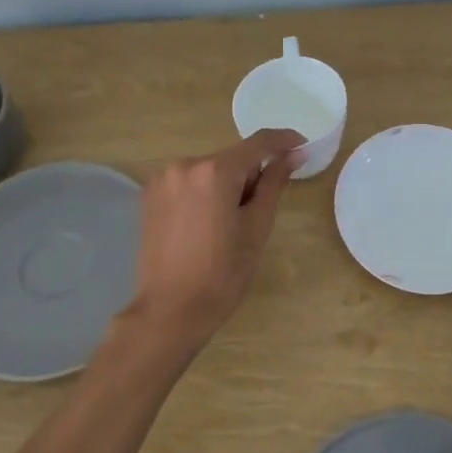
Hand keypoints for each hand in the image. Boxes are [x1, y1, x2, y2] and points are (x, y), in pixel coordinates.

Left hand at [128, 128, 305, 349]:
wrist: (170, 311)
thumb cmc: (222, 273)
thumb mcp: (256, 227)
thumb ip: (274, 183)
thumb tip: (293, 155)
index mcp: (215, 171)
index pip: (258, 143)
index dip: (284, 140)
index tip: (302, 146)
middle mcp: (185, 164)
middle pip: (231, 159)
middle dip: (250, 176)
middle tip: (256, 213)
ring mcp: (163, 178)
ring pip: (209, 171)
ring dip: (225, 185)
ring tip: (227, 225)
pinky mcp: (149, 195)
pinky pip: (188, 182)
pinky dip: (203, 193)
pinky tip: (204, 225)